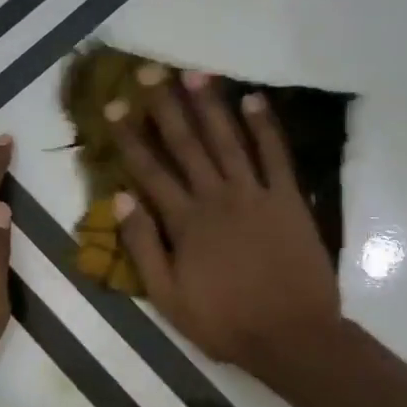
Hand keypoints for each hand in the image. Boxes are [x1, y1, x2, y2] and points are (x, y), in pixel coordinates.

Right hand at [108, 69, 341, 381]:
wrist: (292, 335)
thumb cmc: (225, 322)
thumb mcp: (168, 297)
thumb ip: (143, 247)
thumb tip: (119, 200)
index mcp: (185, 222)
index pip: (149, 170)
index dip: (130, 137)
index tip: (115, 106)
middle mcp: (216, 198)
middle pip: (186, 145)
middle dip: (166, 107)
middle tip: (150, 71)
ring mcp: (255, 195)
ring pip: (228, 141)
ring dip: (211, 106)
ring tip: (195, 74)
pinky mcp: (288, 199)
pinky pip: (275, 156)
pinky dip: (265, 127)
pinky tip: (254, 100)